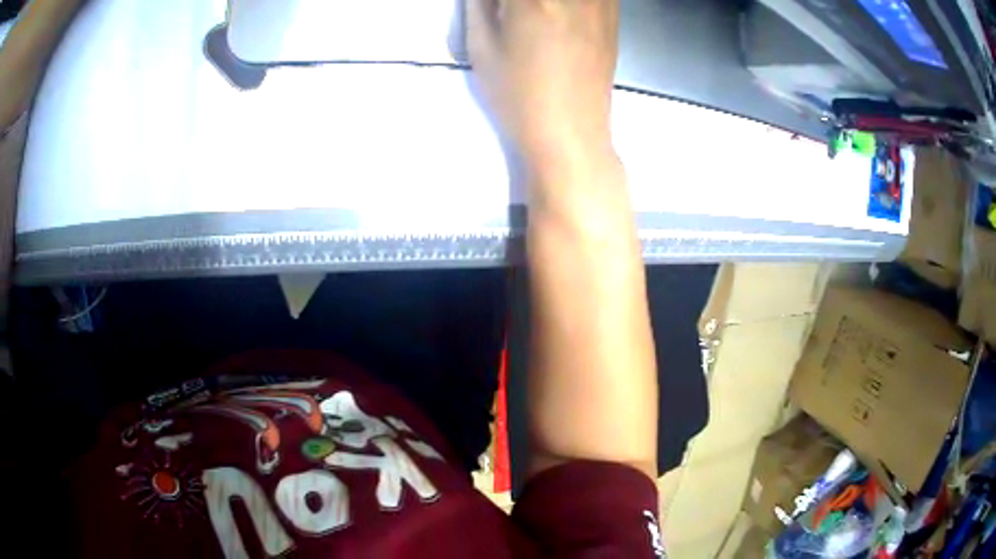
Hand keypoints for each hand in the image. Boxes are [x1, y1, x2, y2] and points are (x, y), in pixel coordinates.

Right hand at [467, 0, 619, 177]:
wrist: (570, 132)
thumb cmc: (517, 94)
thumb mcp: (482, 46)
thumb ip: (480, 2)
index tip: (495, 5)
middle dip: (518, 1)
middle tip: (512, 10)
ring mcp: (599, 1)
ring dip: (545, 3)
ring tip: (535, 13)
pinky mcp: (613, 13)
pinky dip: (575, 2)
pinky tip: (561, 13)